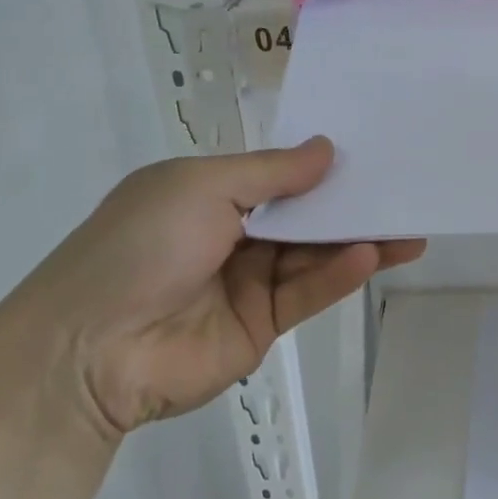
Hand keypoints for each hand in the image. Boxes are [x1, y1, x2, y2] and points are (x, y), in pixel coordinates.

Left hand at [12, 138, 423, 433]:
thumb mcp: (202, 187)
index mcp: (210, 194)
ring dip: (357, 240)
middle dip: (351, 204)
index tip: (370, 150)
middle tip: (404, 190)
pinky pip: (307, 292)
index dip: (321, 164)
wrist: (88, 350)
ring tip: (408, 229)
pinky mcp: (262, 325)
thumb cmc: (141, 245)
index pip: (279, 174)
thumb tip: (327, 148)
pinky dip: (338, 275)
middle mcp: (233, 234)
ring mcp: (248, 281)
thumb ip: (272, 172)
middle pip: (304, 215)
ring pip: (314, 254)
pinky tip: (370, 256)